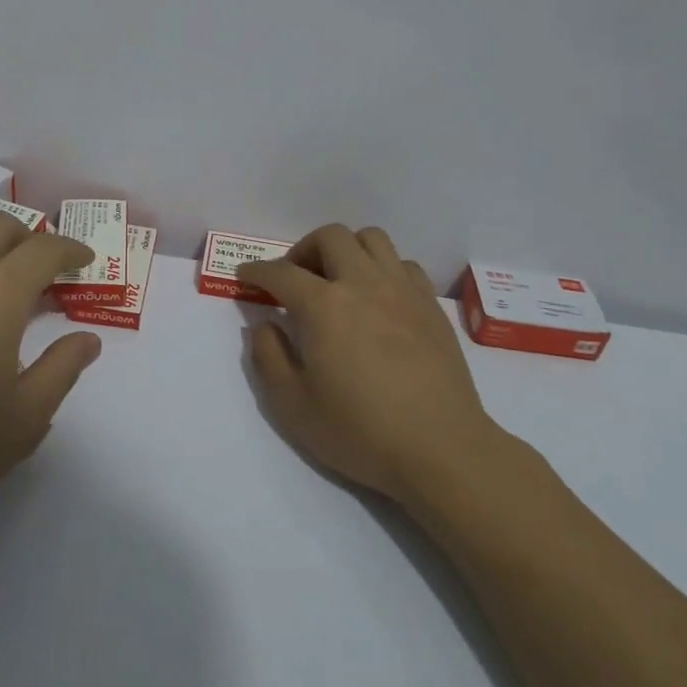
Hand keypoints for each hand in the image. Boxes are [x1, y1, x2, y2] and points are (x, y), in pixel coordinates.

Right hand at [240, 224, 499, 504]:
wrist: (441, 450)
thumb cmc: (360, 431)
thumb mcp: (293, 405)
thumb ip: (268, 357)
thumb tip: (263, 325)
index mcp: (324, 306)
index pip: (281, 272)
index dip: (256, 271)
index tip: (245, 277)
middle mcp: (363, 284)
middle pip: (330, 237)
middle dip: (303, 250)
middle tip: (294, 279)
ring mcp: (402, 290)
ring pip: (371, 239)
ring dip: (346, 250)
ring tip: (337, 280)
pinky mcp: (431, 306)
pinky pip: (403, 264)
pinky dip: (382, 269)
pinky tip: (377, 298)